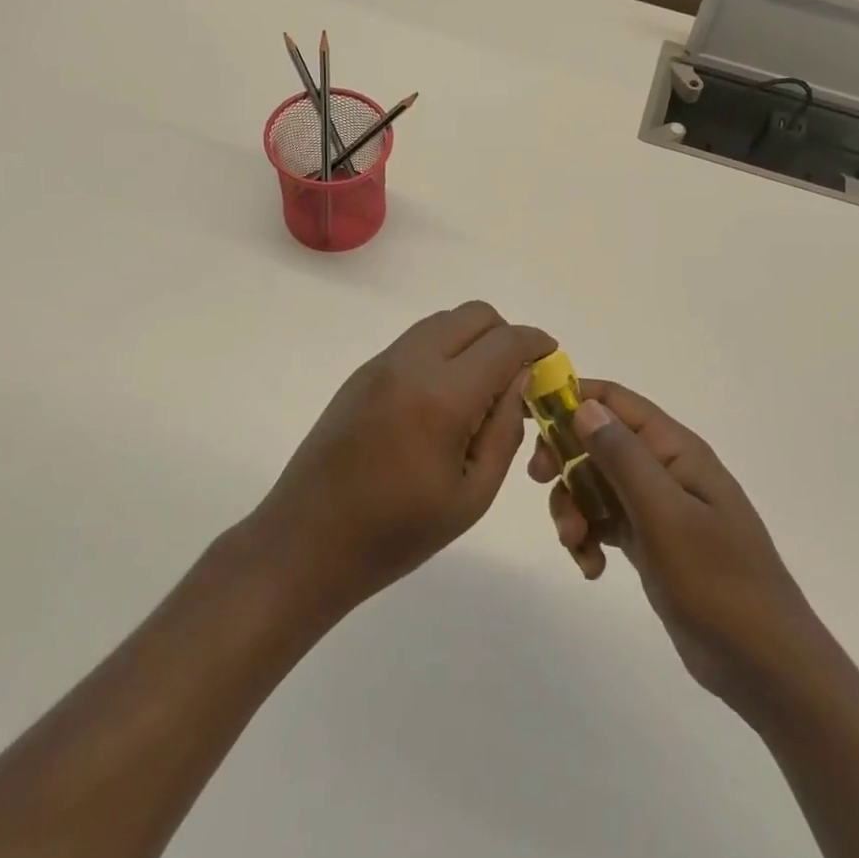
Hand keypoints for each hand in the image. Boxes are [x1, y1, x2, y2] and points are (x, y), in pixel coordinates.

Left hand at [254, 302, 555, 616]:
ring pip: (442, 322)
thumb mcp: (472, 494)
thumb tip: (522, 379)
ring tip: (480, 389)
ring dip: (472, 339)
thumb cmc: (397, 533)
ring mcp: (380, 364)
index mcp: (443, 396)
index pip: (505, 342)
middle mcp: (410, 363)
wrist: (307, 542)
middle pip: (473, 315)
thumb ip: (505, 429)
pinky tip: (441, 398)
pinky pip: (415, 341)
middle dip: (505, 335)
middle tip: (516, 377)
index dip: (536, 343)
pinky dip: (442, 350)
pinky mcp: (361, 374)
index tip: (551, 359)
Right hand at [529, 381, 814, 718]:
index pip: (615, 401)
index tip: (529, 419)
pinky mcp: (650, 541)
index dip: (571, 399)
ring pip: (594, 484)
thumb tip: (584, 406)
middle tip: (540, 481)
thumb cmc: (718, 582)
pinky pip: (604, 522)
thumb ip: (623, 458)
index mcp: (675, 450)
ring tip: (576, 545)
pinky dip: (589, 538)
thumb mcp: (665, 515)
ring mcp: (656, 507)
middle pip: (597, 442)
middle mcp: (664, 469)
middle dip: (565, 460)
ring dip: (573, 507)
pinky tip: (592, 568)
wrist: (764, 665)